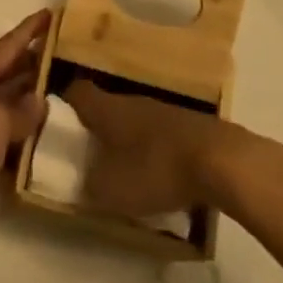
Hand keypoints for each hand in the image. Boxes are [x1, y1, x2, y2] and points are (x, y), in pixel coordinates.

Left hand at [0, 10, 49, 259]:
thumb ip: (19, 109)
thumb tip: (38, 100)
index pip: (6, 48)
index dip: (28, 30)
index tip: (51, 13)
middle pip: (8, 72)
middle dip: (35, 60)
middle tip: (69, 52)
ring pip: (10, 102)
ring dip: (34, 95)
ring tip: (66, 88)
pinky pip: (9, 133)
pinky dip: (27, 130)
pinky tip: (47, 134)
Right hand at [66, 79, 260, 217]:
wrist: (224, 161)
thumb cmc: (157, 169)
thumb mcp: (112, 190)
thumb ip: (90, 186)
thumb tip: (83, 181)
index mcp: (107, 108)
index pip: (76, 92)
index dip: (64, 105)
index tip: (59, 126)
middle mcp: (132, 100)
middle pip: (106, 106)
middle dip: (98, 128)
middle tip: (91, 155)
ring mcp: (165, 110)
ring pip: (136, 119)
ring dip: (129, 140)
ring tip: (127, 169)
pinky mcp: (191, 125)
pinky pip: (162, 133)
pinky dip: (157, 150)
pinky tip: (163, 175)